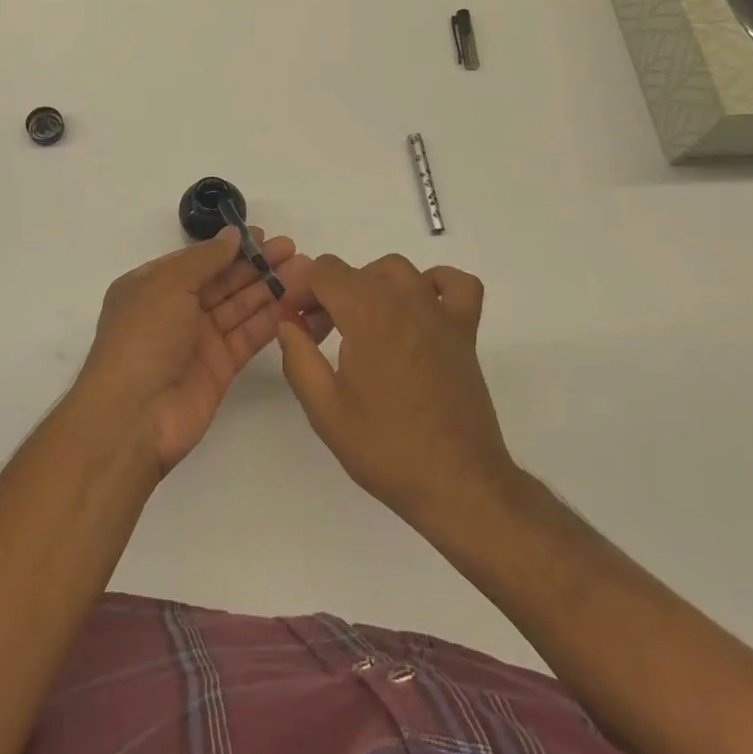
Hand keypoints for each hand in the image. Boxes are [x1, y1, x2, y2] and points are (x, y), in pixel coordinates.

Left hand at [80, 230, 318, 473]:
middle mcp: (176, 309)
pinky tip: (294, 303)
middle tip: (293, 249)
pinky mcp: (220, 367)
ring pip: (240, 306)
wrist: (134, 416)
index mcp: (154, 285)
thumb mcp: (167, 284)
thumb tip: (232, 235)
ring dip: (269, 288)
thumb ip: (205, 258)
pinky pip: (248, 336)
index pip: (199, 259)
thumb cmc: (143, 337)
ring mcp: (199, 340)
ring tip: (304, 271)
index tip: (264, 234)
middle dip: (256, 264)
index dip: (231, 247)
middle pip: (223, 281)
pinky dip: (270, 320)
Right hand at [275, 255, 515, 528]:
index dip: (300, 290)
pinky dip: (435, 284)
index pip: (324, 271)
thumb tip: (287, 323)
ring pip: (398, 270)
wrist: (457, 484)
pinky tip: (418, 310)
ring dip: (371, 286)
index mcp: (367, 315)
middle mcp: (404, 301)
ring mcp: (439, 313)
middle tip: (318, 336)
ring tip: (361, 324)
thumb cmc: (386, 449)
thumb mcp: (325, 411)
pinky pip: (456, 284)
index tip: (295, 323)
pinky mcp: (465, 331)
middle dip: (328, 294)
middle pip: (356, 270)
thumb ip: (298, 358)